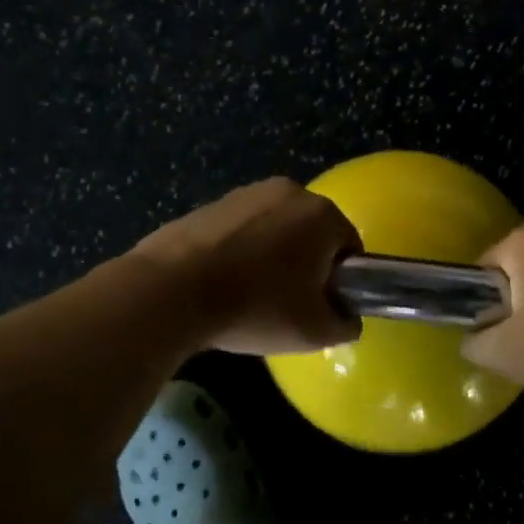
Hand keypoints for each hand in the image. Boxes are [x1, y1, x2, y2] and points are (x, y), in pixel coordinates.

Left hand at [131, 178, 361, 354]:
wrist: (172, 289)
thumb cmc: (256, 306)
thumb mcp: (314, 332)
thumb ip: (345, 324)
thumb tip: (346, 318)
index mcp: (322, 214)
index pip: (350, 248)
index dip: (341, 282)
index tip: (320, 307)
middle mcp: (290, 191)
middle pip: (312, 234)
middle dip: (306, 265)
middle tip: (288, 305)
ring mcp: (247, 193)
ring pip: (276, 230)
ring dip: (272, 257)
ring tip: (249, 296)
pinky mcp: (212, 203)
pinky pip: (241, 230)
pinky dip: (240, 252)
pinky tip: (221, 282)